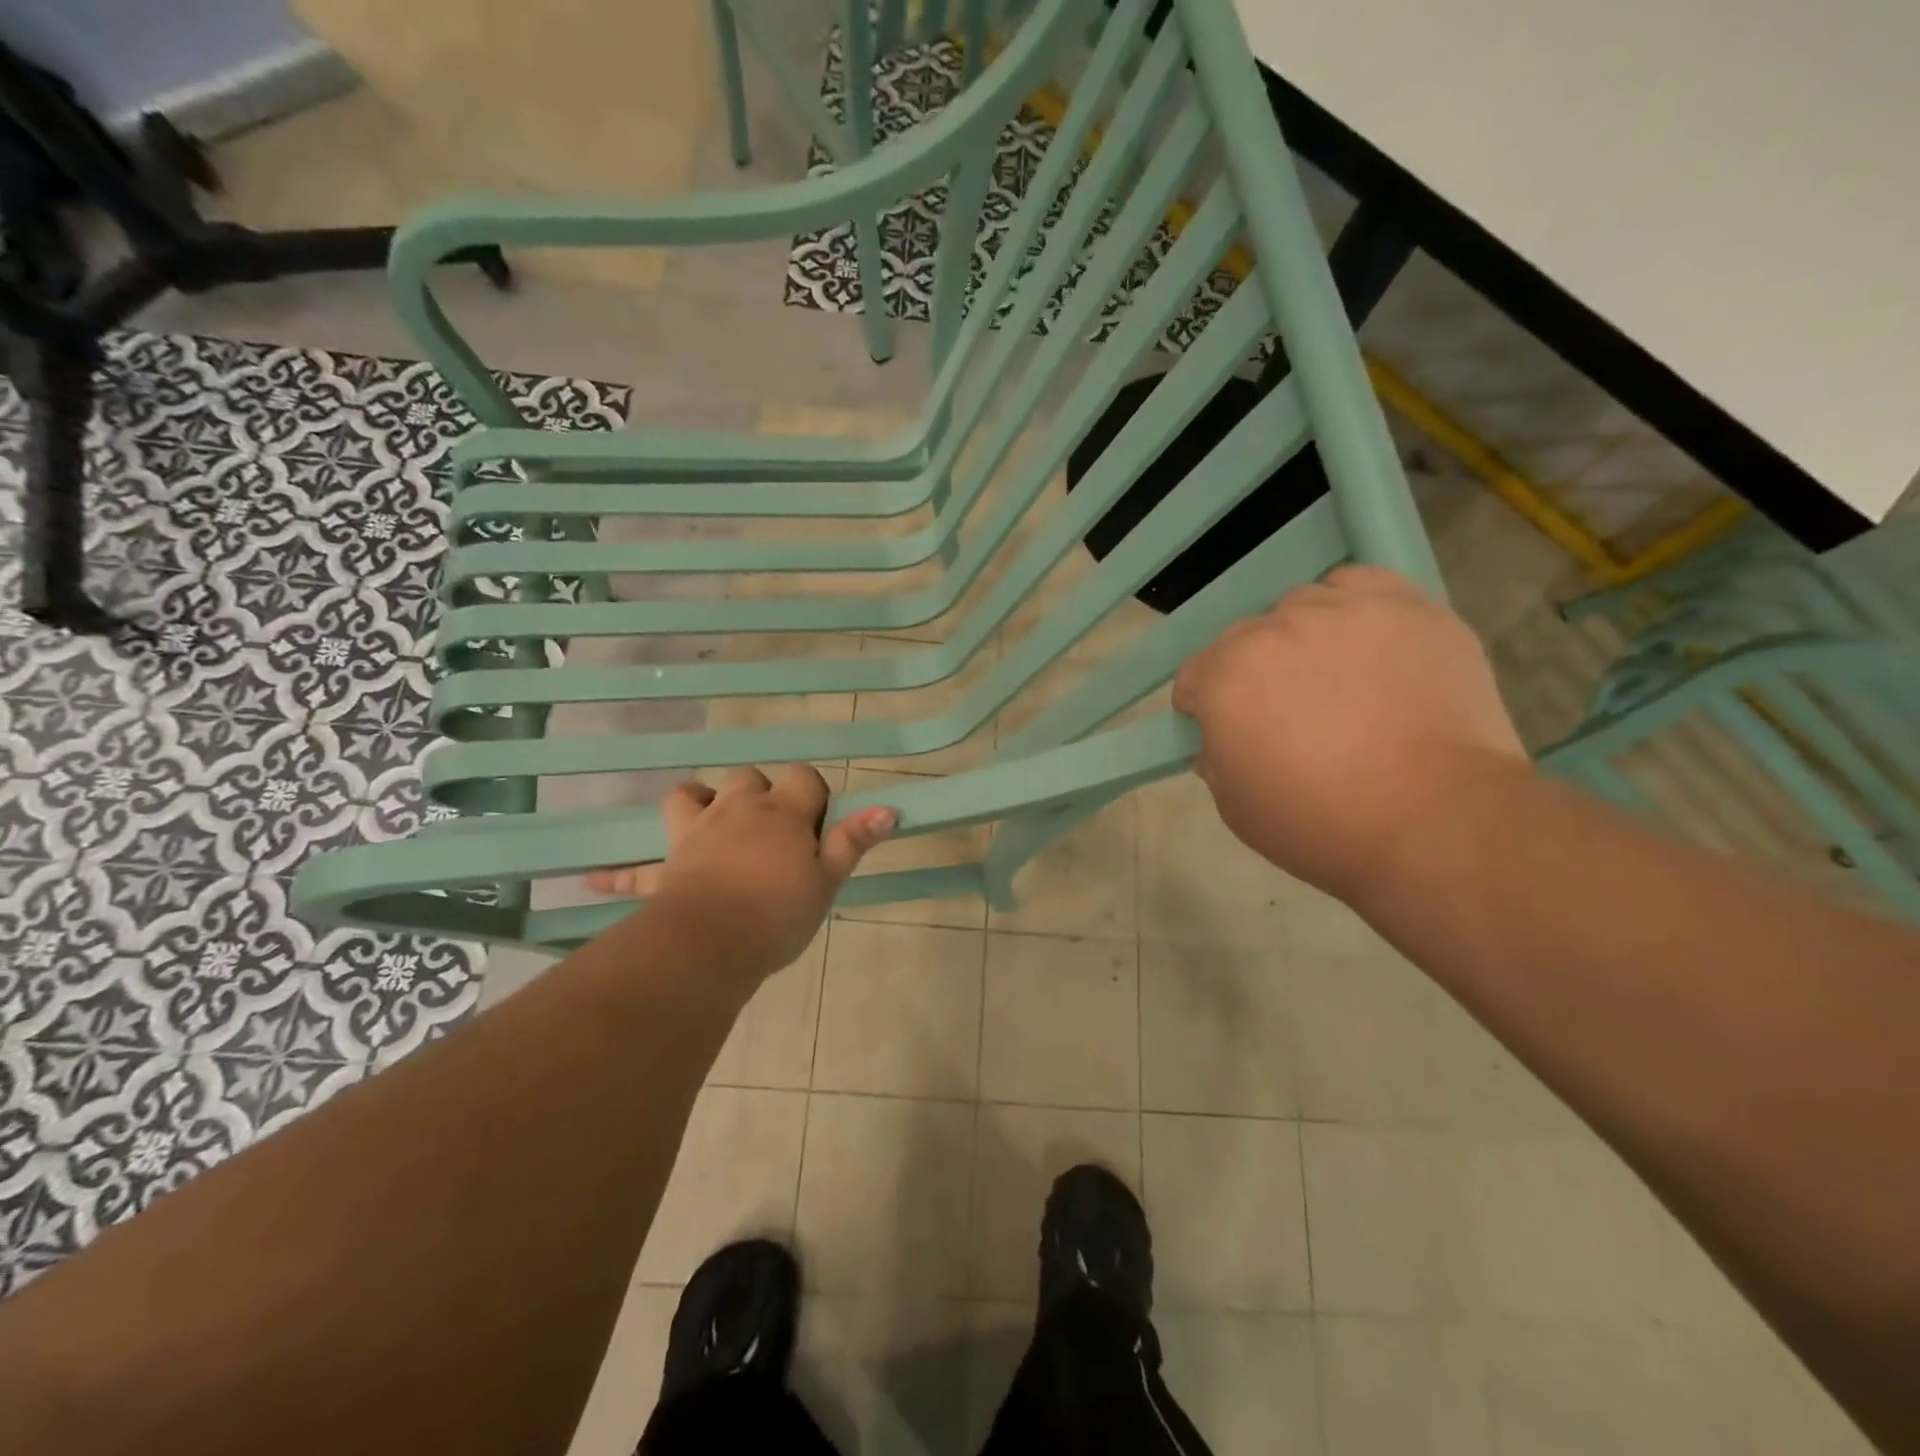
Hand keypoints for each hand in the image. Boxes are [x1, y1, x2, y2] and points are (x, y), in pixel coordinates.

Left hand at [585, 764, 895, 979]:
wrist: (711, 944)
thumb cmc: (778, 913)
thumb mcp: (827, 881)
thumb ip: (853, 841)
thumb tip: (890, 807)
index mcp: (781, 814)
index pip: (803, 778)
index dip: (812, 794)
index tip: (817, 826)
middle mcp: (738, 811)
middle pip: (747, 778)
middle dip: (760, 793)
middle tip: (771, 832)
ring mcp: (696, 833)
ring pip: (690, 795)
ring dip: (699, 802)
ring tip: (710, 823)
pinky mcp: (666, 867)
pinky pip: (636, 866)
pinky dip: (619, 872)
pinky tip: (590, 880)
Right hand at [1172, 565, 1527, 902]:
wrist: (1436, 821)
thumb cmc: (1321, 824)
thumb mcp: (1235, 808)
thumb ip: (1214, 759)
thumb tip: (1222, 738)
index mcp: (1225, 676)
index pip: (1193, 675)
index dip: (1205, 707)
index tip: (1228, 734)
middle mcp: (1274, 630)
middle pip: (1244, 638)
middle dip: (1253, 672)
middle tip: (1287, 713)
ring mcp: (1342, 611)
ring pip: (1300, 607)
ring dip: (1303, 638)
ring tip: (1337, 679)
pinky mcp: (1406, 607)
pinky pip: (1360, 584)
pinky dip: (1353, 607)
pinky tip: (1368, 642)